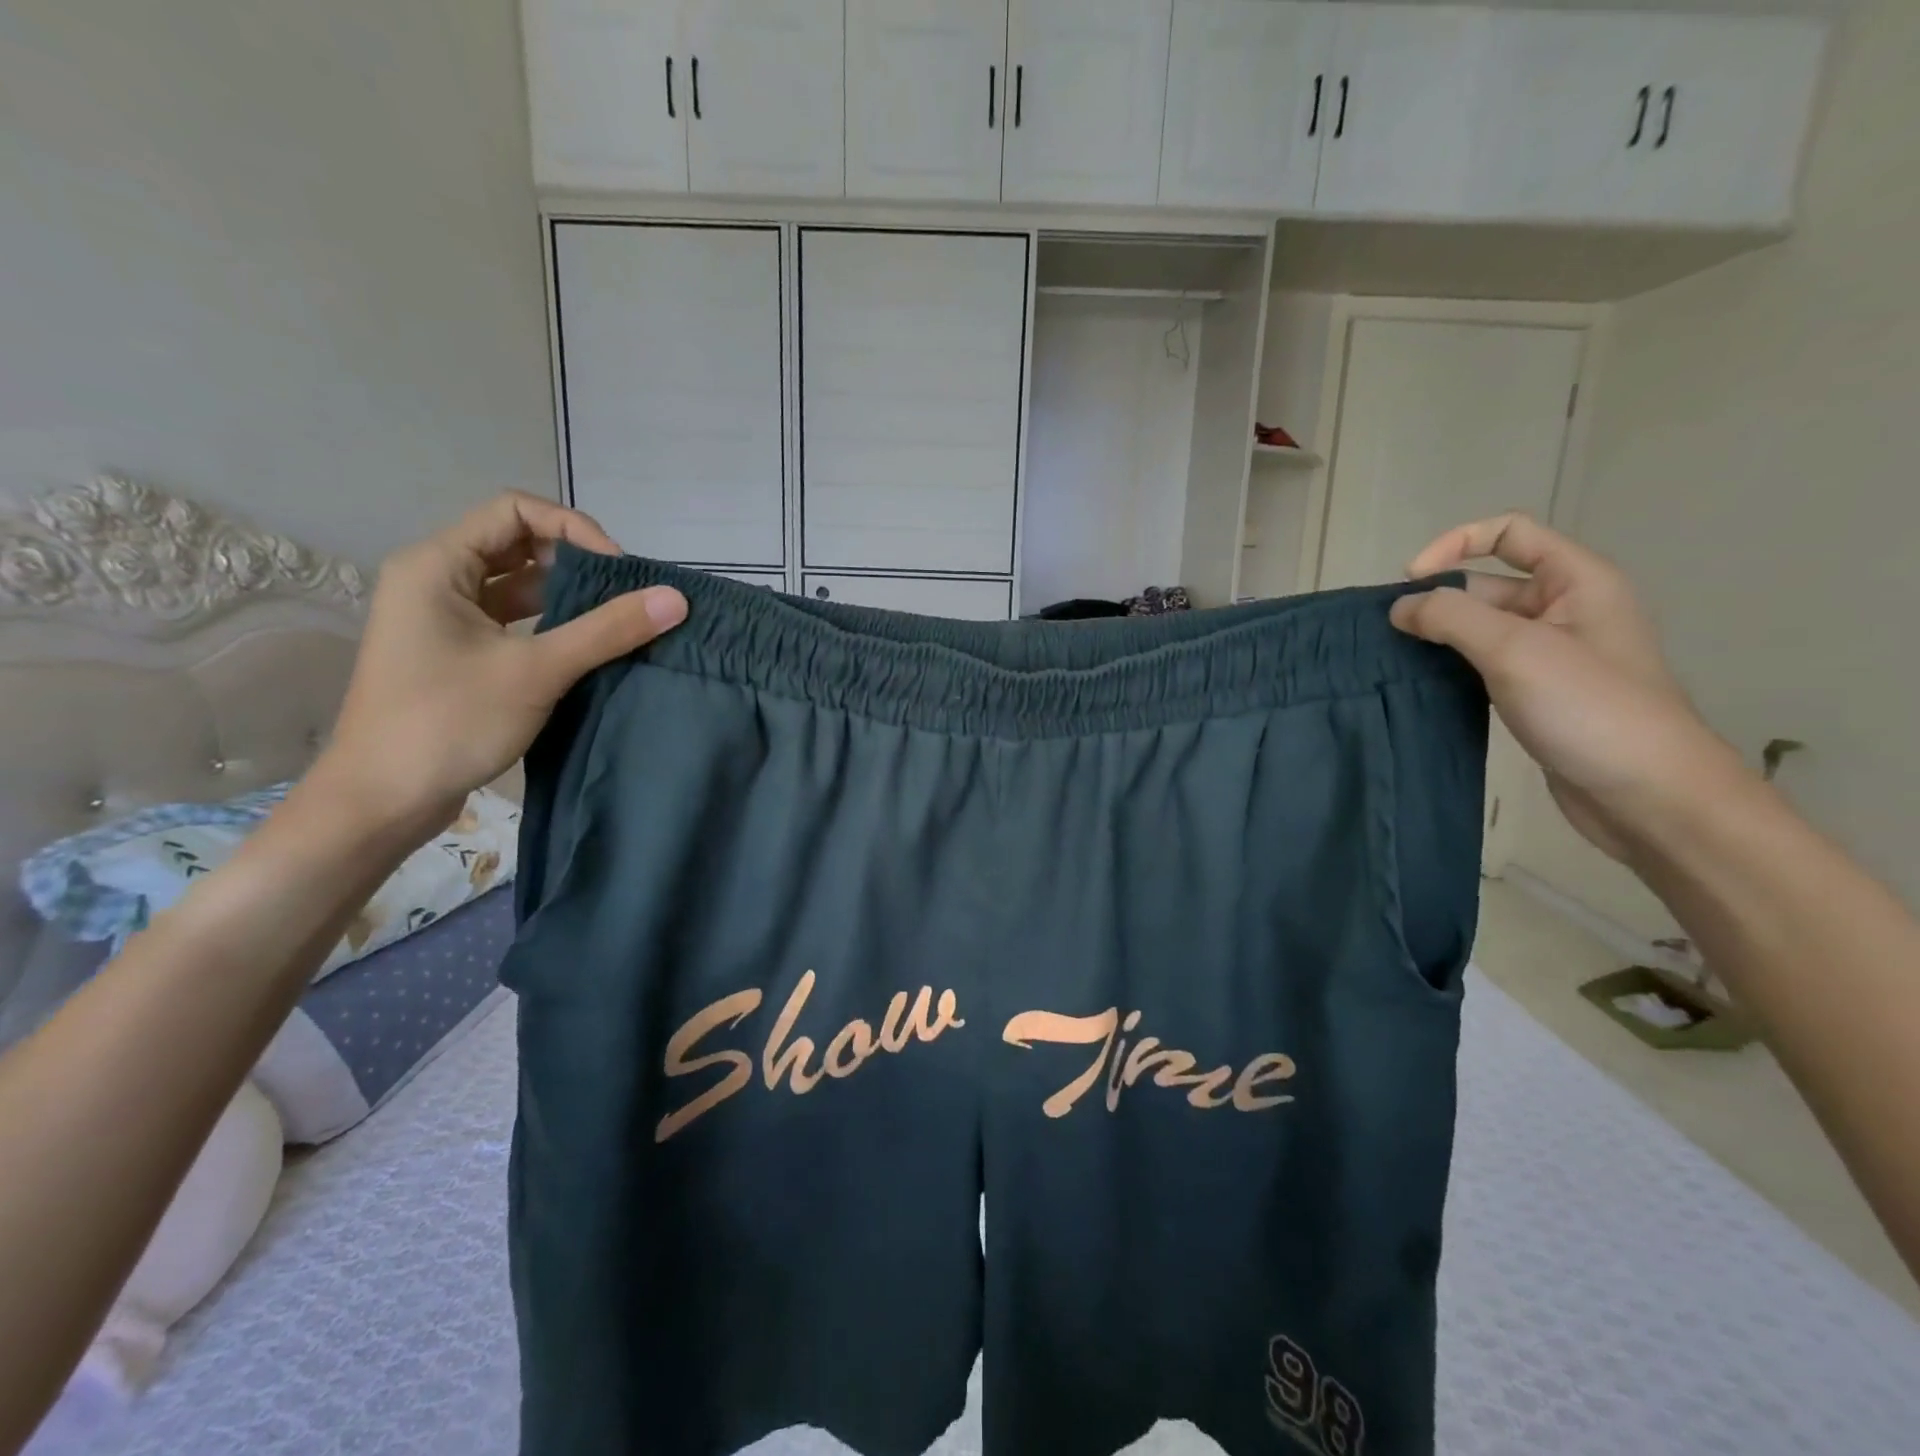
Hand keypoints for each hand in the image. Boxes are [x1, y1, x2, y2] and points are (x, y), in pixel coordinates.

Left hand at [318, 491, 685, 835]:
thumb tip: (676, 598)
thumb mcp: (536, 670)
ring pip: (518, 587)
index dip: (574, 529)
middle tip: (626, 596)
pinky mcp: (458, 654)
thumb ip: (607, 630)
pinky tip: (590, 648)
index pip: (515, 511)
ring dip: (568, 598)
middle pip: (518, 545)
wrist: (383, 800)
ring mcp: (445, 620)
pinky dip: (553, 627)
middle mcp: (436, 580)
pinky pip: (514, 622)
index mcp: (436, 565)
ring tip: (618, 621)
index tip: (619, 571)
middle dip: (576, 564)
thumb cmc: (449, 722)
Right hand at [1389, 513, 1747, 861]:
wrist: (1648, 794)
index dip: (1454, 544)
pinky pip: (1483, 665)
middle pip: (1487, 584)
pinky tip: (1421, 686)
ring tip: (1392, 659)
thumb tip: (1400, 607)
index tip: (1409, 582)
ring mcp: (1551, 655)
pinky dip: (1450, 668)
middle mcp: (1566, 610)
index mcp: (1576, 582)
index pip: (1508, 534)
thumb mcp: (1515, 650)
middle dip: (1437, 600)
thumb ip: (1452, 618)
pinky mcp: (1537, 694)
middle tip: (1387, 632)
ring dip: (1438, 637)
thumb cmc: (1589, 708)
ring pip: (1480, 629)